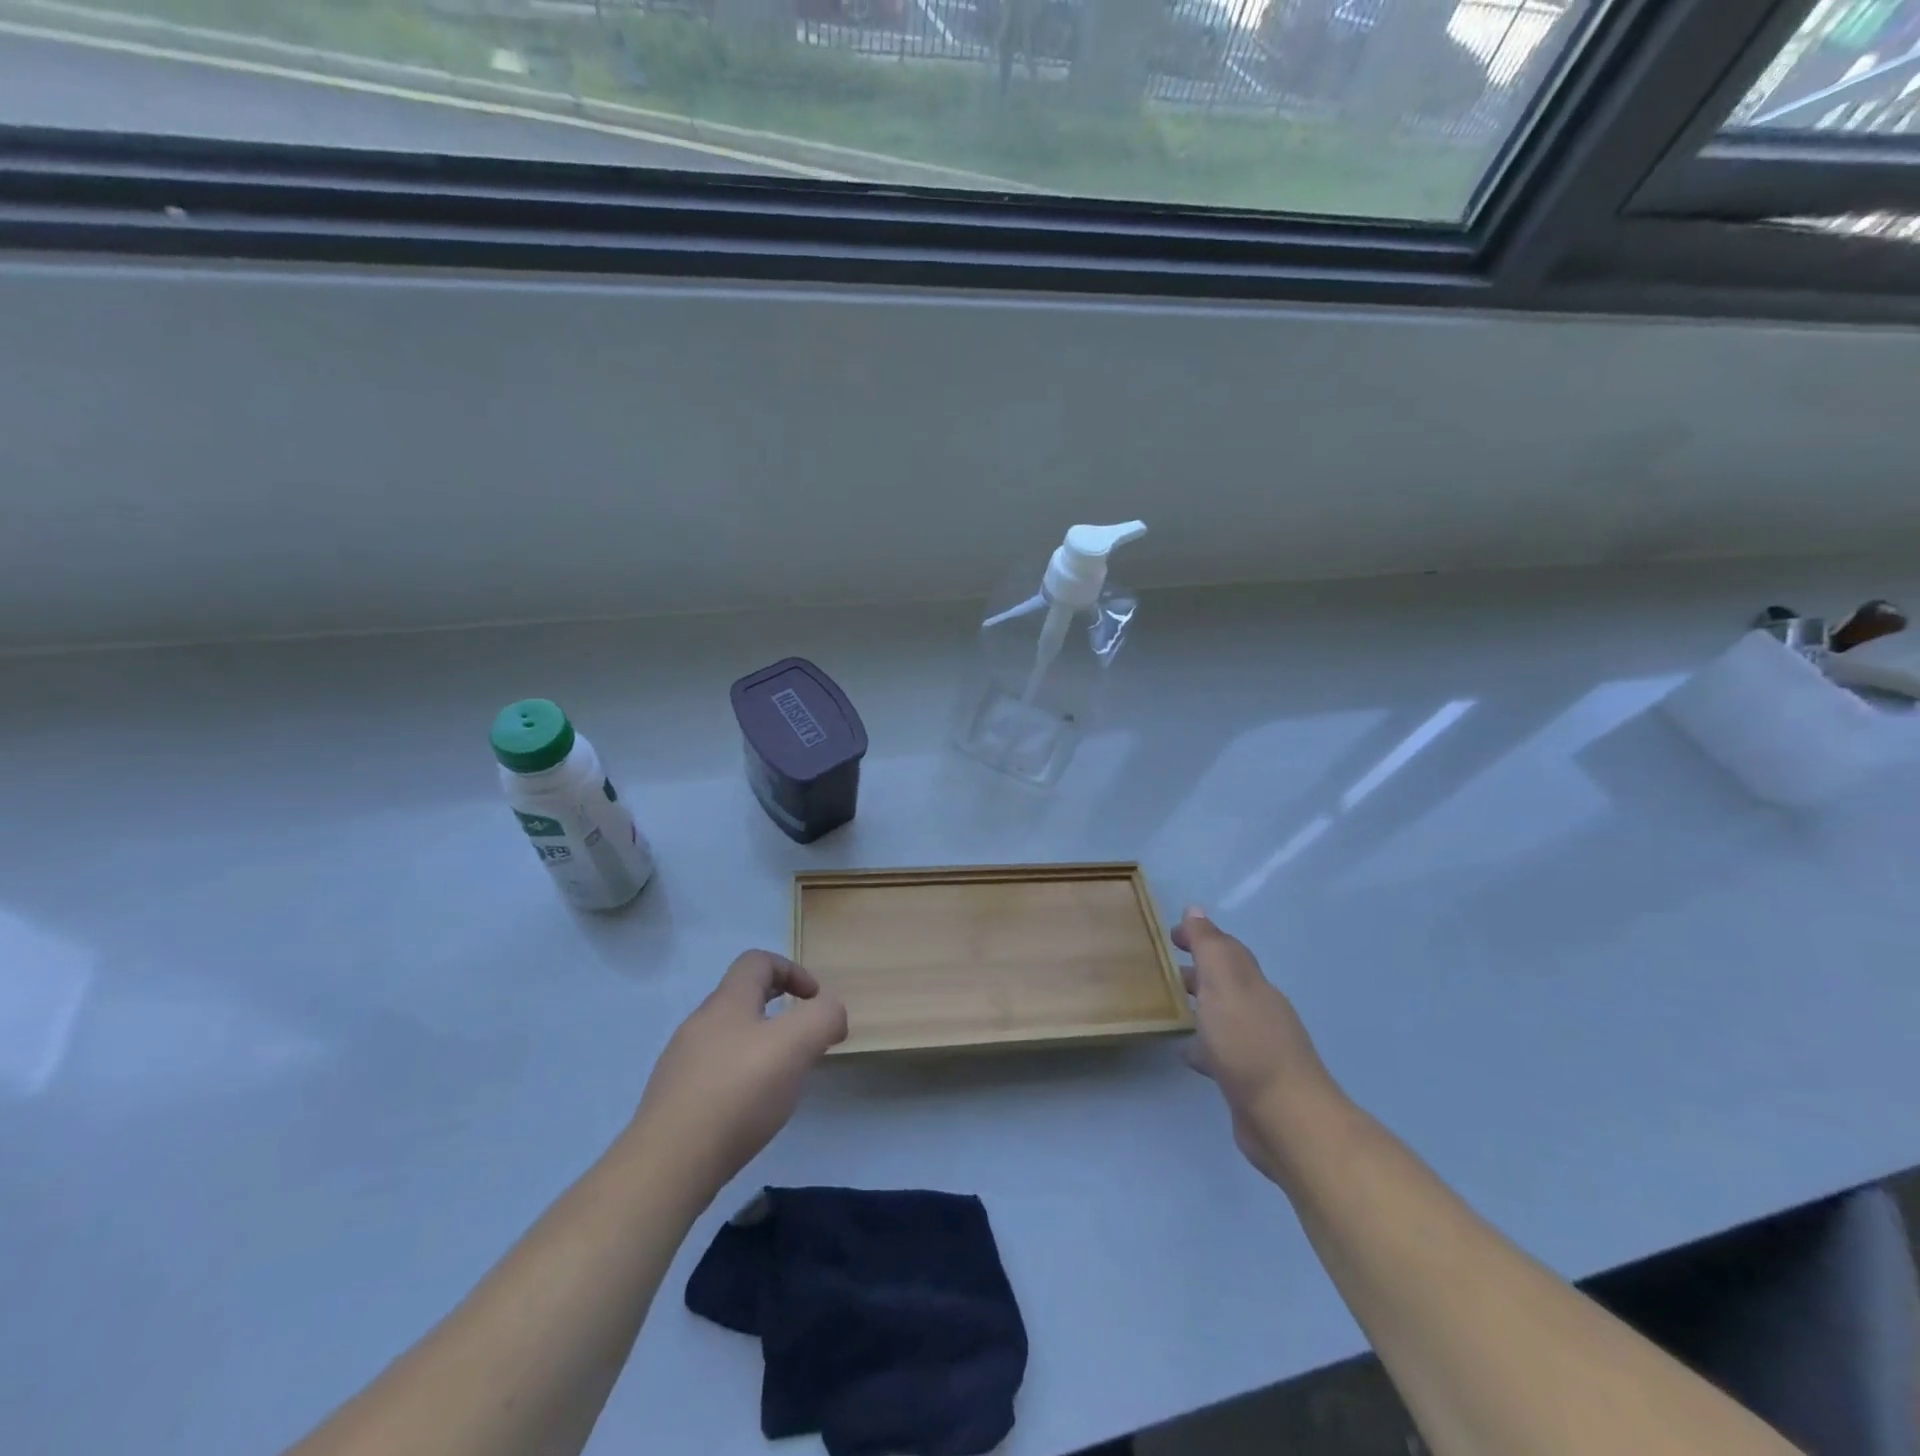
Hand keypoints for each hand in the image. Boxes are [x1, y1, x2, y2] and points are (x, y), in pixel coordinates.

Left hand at [633, 951, 847, 1201]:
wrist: (668, 1165)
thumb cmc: (738, 1092)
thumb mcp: (797, 1043)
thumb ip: (823, 1017)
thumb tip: (831, 1014)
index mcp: (727, 1002)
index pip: (757, 962)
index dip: (792, 970)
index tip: (814, 1000)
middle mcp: (699, 1024)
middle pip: (742, 999)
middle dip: (779, 1013)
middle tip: (803, 1042)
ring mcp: (681, 1064)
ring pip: (729, 1039)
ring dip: (760, 1049)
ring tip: (781, 1082)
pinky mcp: (674, 1102)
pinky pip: (714, 1075)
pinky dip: (740, 1082)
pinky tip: (751, 1112)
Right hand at [1173, 907, 1339, 1182]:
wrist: (1286, 1118)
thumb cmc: (1248, 1043)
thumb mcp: (1224, 984)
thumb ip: (1209, 947)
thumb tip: (1196, 910)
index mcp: (1251, 984)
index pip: (1226, 949)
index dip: (1201, 937)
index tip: (1170, 935)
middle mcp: (1258, 1009)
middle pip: (1226, 981)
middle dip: (1199, 970)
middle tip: (1164, 967)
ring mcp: (1257, 1046)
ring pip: (1222, 1015)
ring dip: (1199, 1006)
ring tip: (1169, 1006)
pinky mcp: (1249, 1079)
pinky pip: (1220, 1051)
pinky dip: (1203, 1045)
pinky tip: (1186, 1053)